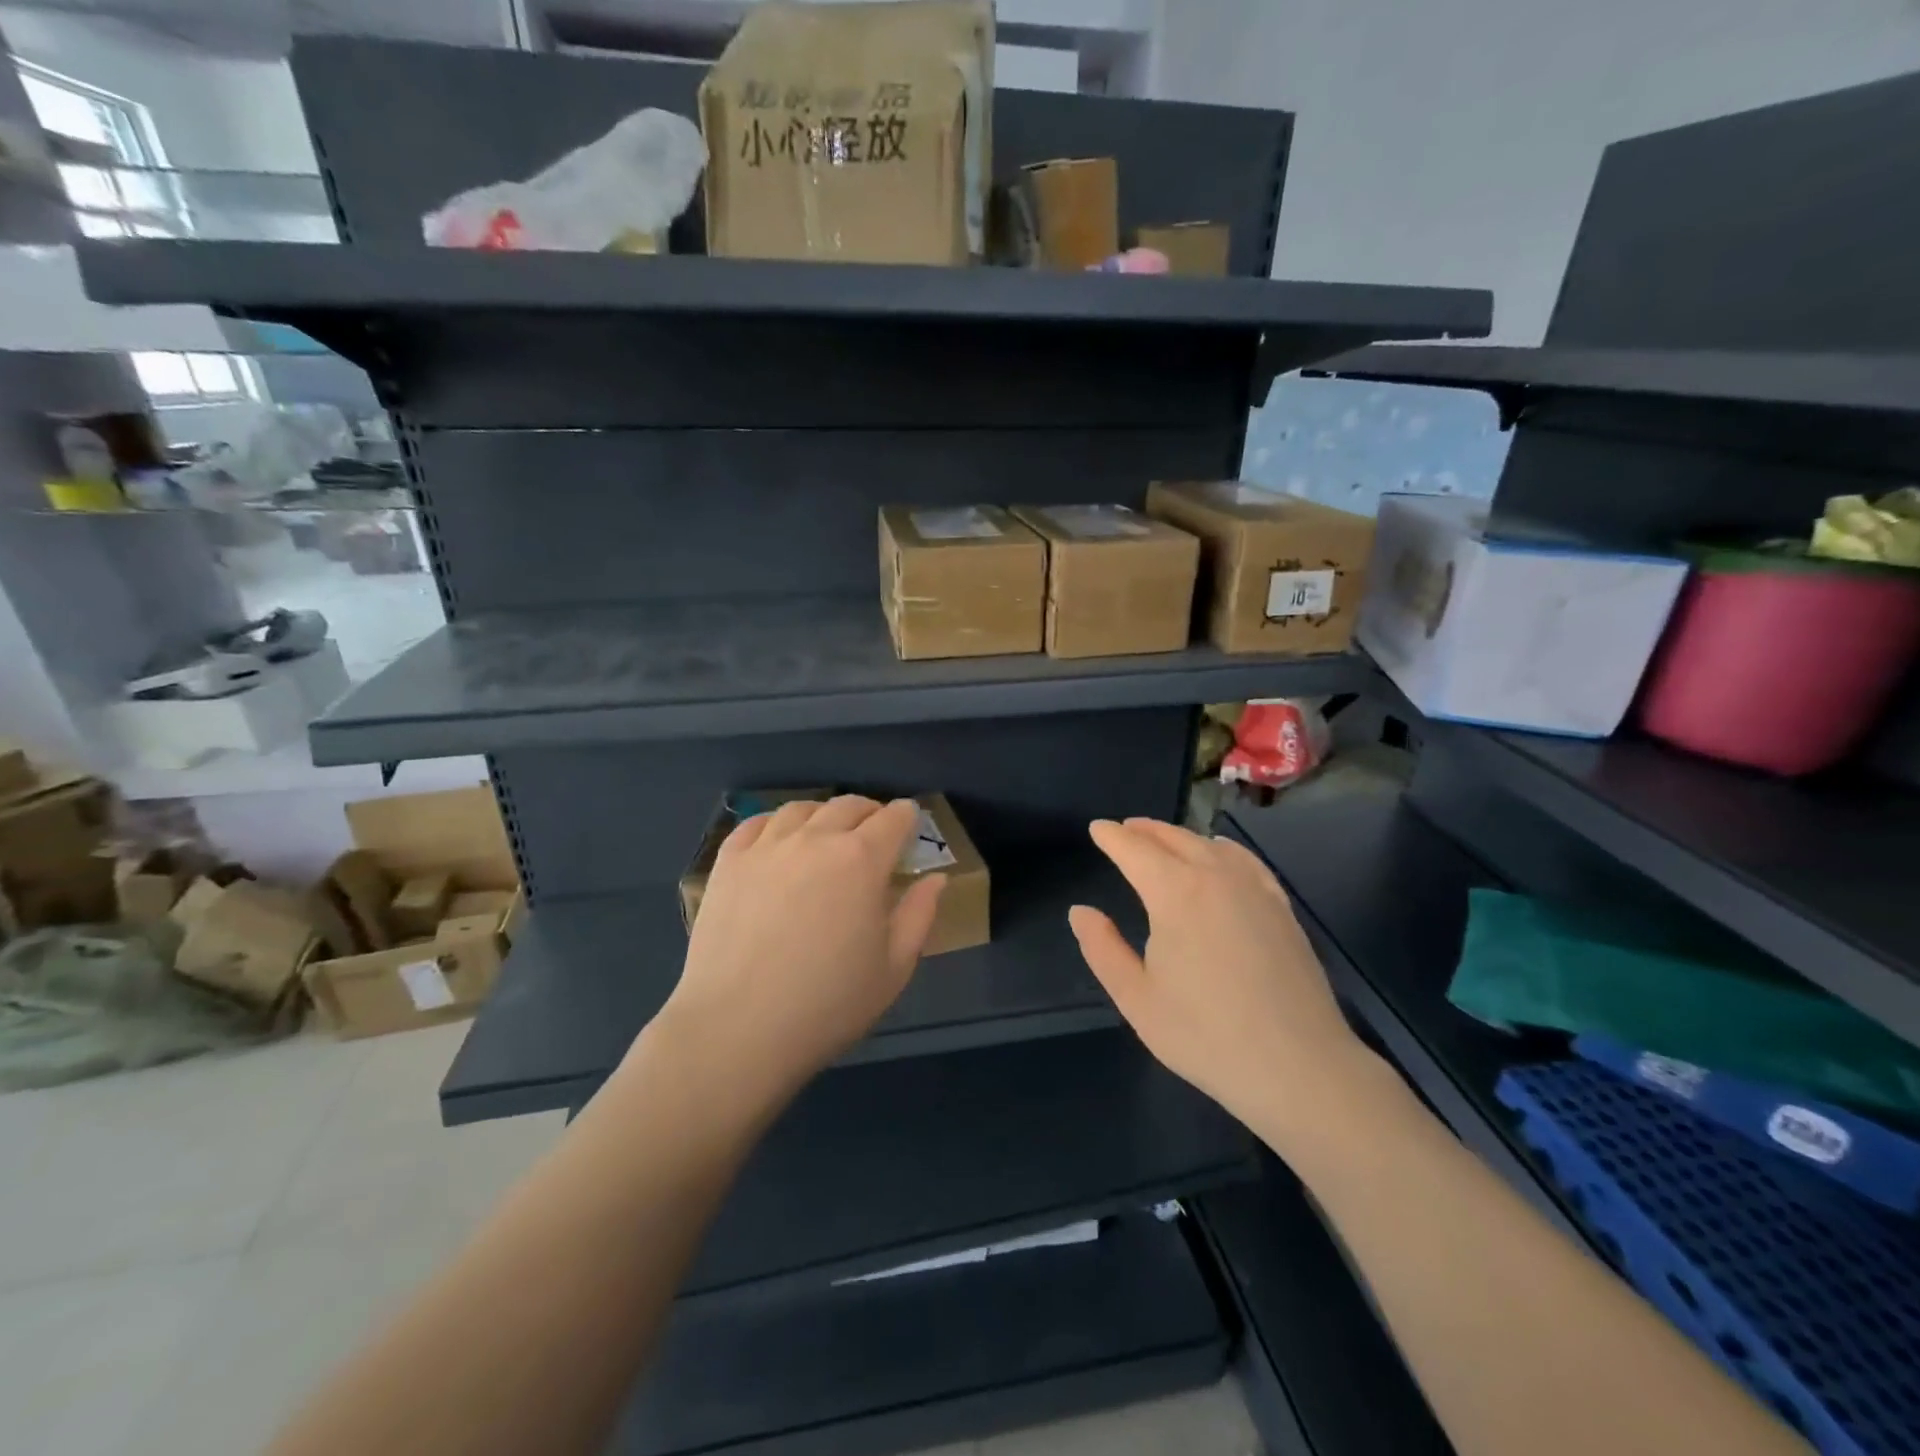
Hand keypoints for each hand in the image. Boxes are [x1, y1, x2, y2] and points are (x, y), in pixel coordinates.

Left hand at [646, 796, 944, 1113]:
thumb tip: (936, 879)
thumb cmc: (828, 1004)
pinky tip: (779, 842)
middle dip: (870, 813)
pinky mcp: (729, 862)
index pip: (893, 818)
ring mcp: (767, 847)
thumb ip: (919, 915)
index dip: (907, 817)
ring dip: (824, 815)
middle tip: (874, 834)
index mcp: (862, 860)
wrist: (737, 1029)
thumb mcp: (894, 968)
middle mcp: (816, 839)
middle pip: (848, 805)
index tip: (910, 826)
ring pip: (802, 809)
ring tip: (826, 835)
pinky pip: (756, 823)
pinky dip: (777, 823)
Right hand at [1069, 818, 1371, 1143]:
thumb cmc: (1205, 1035)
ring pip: (1209, 845)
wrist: (1298, 1066)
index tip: (1097, 828)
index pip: (1135, 850)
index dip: (1112, 837)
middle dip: (1144, 830)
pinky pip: (1245, 861)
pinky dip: (1222, 849)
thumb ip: (1103, 949)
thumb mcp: (1137, 998)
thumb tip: (1080, 911)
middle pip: (1173, 838)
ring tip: (1163, 840)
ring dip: (1180, 837)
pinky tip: (1220, 855)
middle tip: (1124, 830)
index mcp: (1174, 893)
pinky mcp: (1281, 907)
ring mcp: (1254, 888)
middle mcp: (1214, 876)